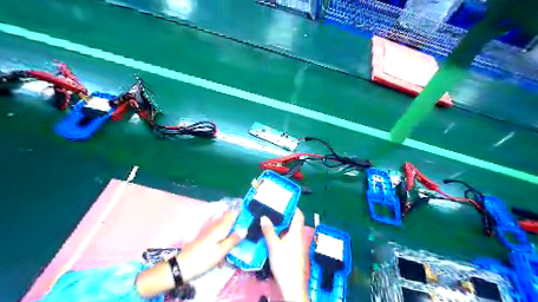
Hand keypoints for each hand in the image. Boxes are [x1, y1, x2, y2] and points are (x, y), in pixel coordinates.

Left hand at [178, 210, 246, 280]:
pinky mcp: (203, 235)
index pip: (232, 213)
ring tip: (233, 238)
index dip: (240, 212)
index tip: (248, 217)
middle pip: (227, 217)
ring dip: (228, 227)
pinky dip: (221, 233)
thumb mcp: (222, 251)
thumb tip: (245, 229)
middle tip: (242, 229)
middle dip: (235, 220)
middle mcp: (214, 224)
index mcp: (220, 227)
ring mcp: (208, 229)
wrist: (183, 266)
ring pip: (221, 223)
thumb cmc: (204, 258)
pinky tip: (222, 242)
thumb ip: (233, 239)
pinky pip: (216, 229)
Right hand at [263, 209, 308, 301]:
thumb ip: (269, 231)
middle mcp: (298, 236)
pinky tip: (271, 235)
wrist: (292, 285)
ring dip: (281, 225)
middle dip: (283, 215)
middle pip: (293, 222)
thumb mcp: (274, 245)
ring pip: (289, 230)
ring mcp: (296, 245)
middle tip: (271, 210)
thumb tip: (264, 217)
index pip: (298, 214)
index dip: (292, 207)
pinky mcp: (293, 252)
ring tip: (269, 220)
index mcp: (296, 232)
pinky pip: (287, 238)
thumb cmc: (285, 263)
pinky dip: (280, 234)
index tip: (282, 202)